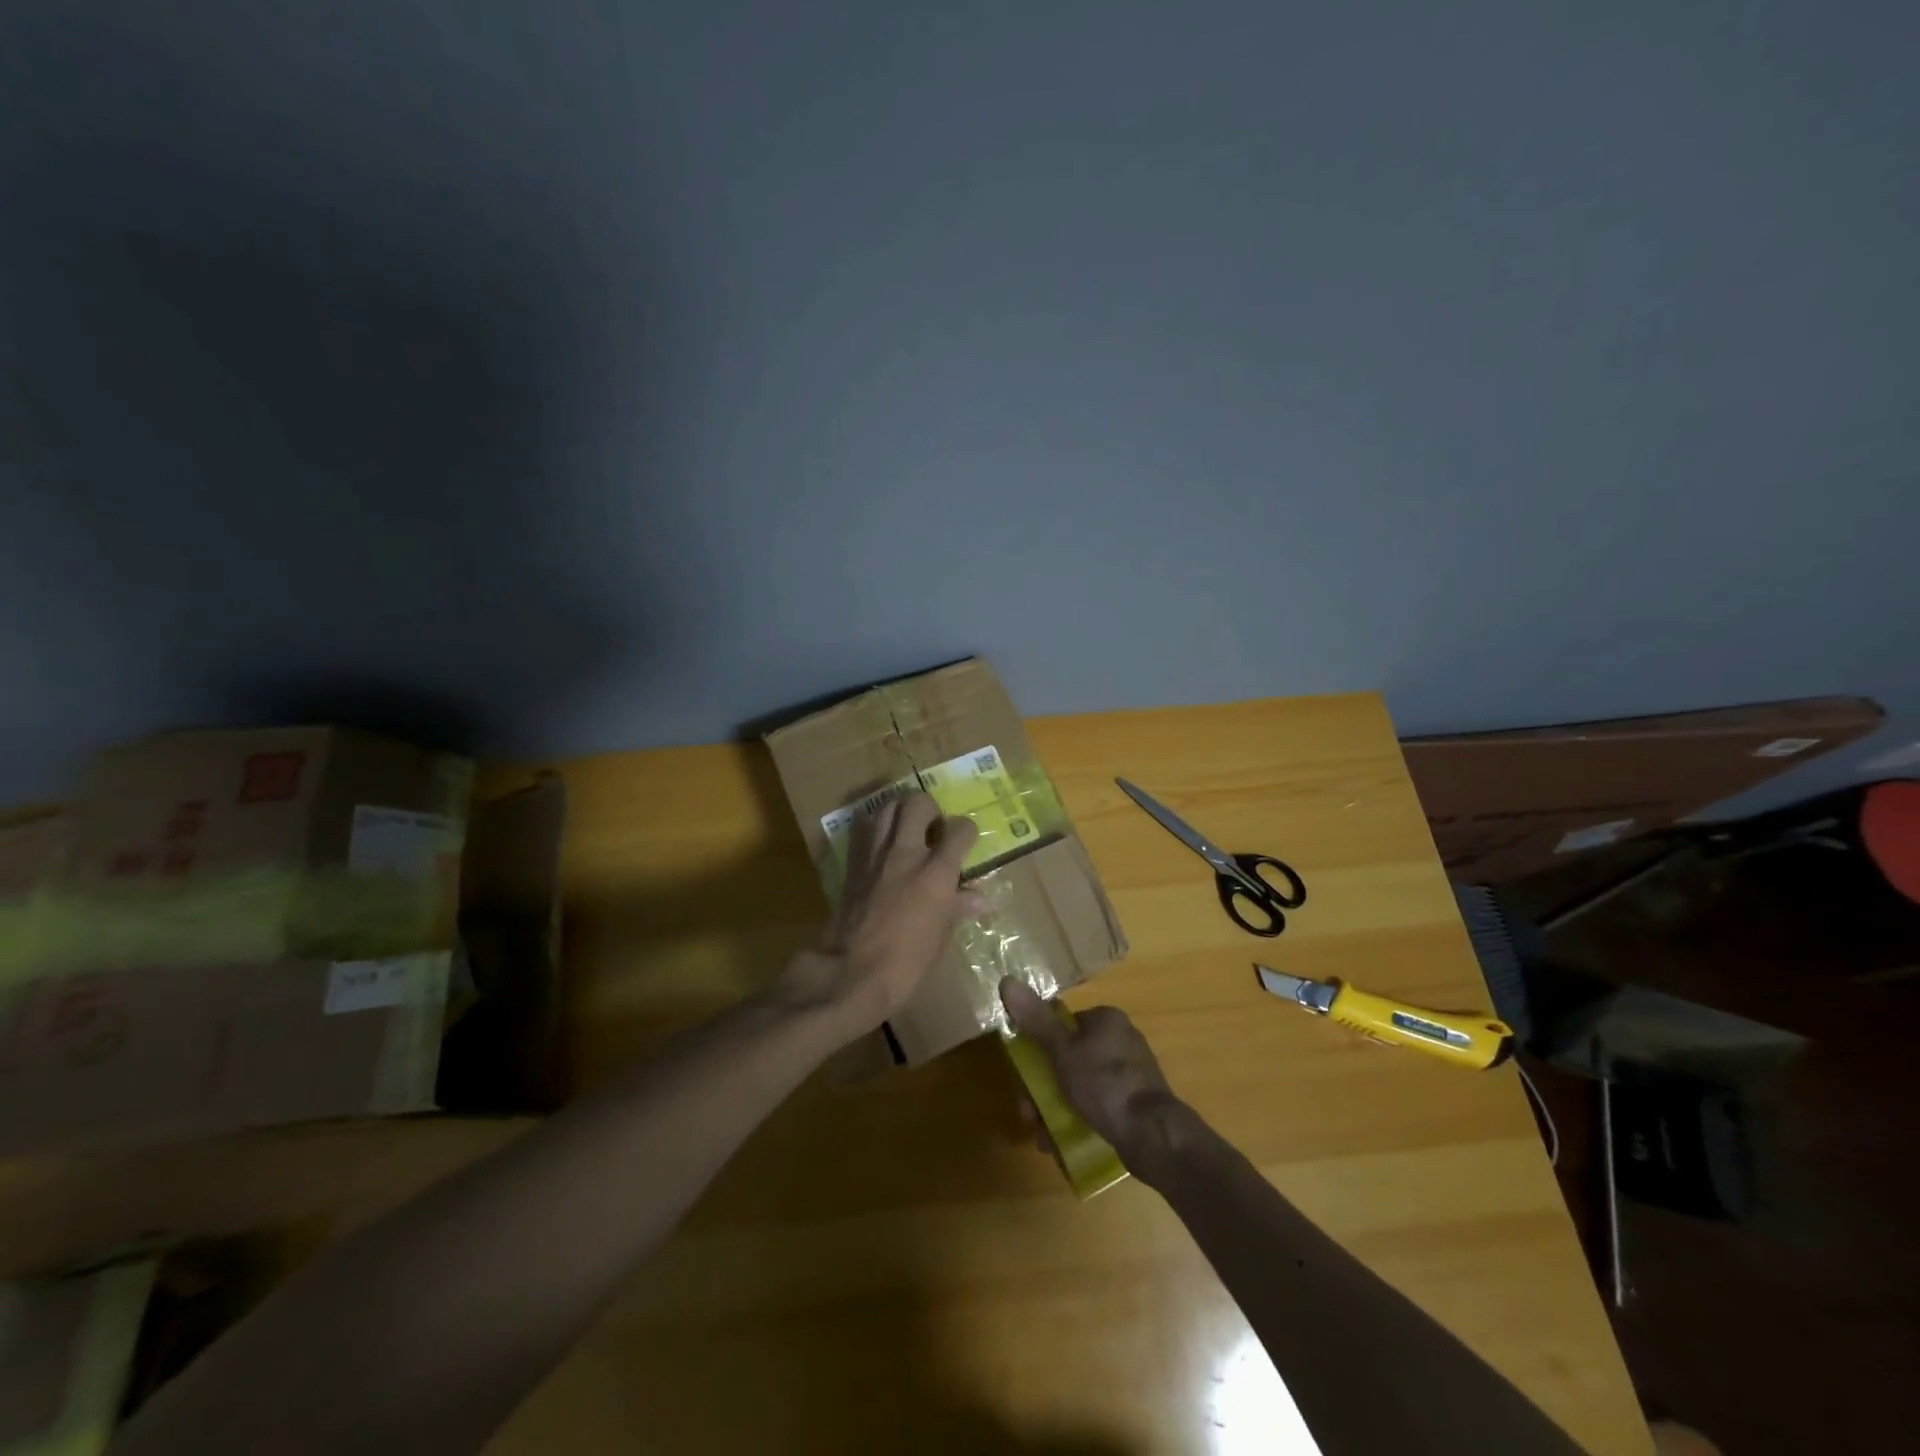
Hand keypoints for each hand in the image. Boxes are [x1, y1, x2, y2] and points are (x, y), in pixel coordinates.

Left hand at [775, 794, 981, 1037]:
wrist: (851, 973)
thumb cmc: (906, 963)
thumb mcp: (941, 938)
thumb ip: (958, 908)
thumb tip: (980, 898)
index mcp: (936, 872)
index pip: (960, 830)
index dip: (966, 831)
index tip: (966, 840)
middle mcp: (906, 853)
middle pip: (918, 803)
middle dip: (930, 809)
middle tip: (933, 828)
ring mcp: (875, 855)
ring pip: (887, 808)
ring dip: (900, 812)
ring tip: (907, 830)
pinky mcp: (852, 863)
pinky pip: (864, 830)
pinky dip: (876, 828)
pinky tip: (882, 844)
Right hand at [999, 977, 1193, 1178]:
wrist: (1153, 1135)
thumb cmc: (1104, 1084)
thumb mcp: (1062, 1051)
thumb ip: (1036, 1020)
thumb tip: (1007, 981)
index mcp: (1106, 1020)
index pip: (1063, 1024)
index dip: (1038, 1049)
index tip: (1023, 1078)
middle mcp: (1121, 1039)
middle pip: (1069, 1057)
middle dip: (1044, 1087)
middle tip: (1030, 1114)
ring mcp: (1131, 1073)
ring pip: (1081, 1084)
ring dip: (1056, 1107)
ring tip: (1043, 1136)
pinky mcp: (1136, 1102)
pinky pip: (1098, 1104)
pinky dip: (1078, 1118)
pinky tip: (1062, 1141)